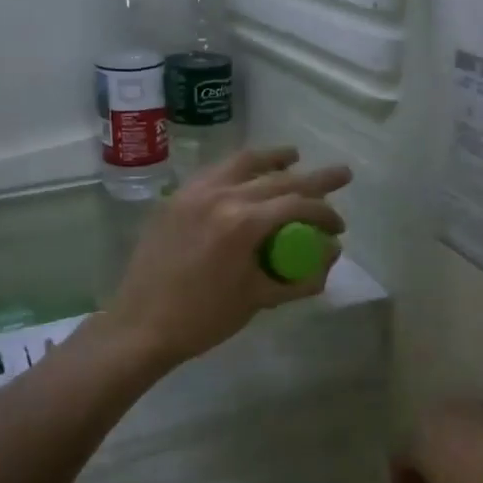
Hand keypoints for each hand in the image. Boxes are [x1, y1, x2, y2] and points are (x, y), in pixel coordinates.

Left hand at [106, 148, 350, 368]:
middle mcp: (220, 195)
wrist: (141, 326)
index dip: (325, 213)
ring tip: (293, 156)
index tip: (339, 227)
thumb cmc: (204, 318)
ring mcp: (193, 193)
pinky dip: (238, 169)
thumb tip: (331, 257)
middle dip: (314, 179)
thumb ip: (301, 277)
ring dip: (272, 159)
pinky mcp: (175, 199)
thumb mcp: (259, 299)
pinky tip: (246, 175)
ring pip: (242, 162)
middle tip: (341, 175)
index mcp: (242, 222)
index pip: (297, 204)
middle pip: (277, 177)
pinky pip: (214, 172)